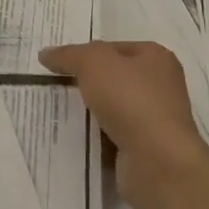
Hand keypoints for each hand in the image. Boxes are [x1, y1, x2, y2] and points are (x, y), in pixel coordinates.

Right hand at [38, 40, 208, 208]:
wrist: (157, 161)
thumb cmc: (130, 99)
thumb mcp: (92, 62)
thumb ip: (68, 54)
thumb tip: (46, 54)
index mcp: (156, 57)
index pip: (114, 48)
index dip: (86, 53)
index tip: (60, 63)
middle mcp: (162, 85)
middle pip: (114, 77)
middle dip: (87, 82)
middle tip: (56, 85)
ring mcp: (156, 118)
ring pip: (113, 107)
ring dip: (91, 110)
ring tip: (61, 110)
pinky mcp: (148, 147)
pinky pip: (114, 134)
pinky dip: (97, 135)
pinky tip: (78, 136)